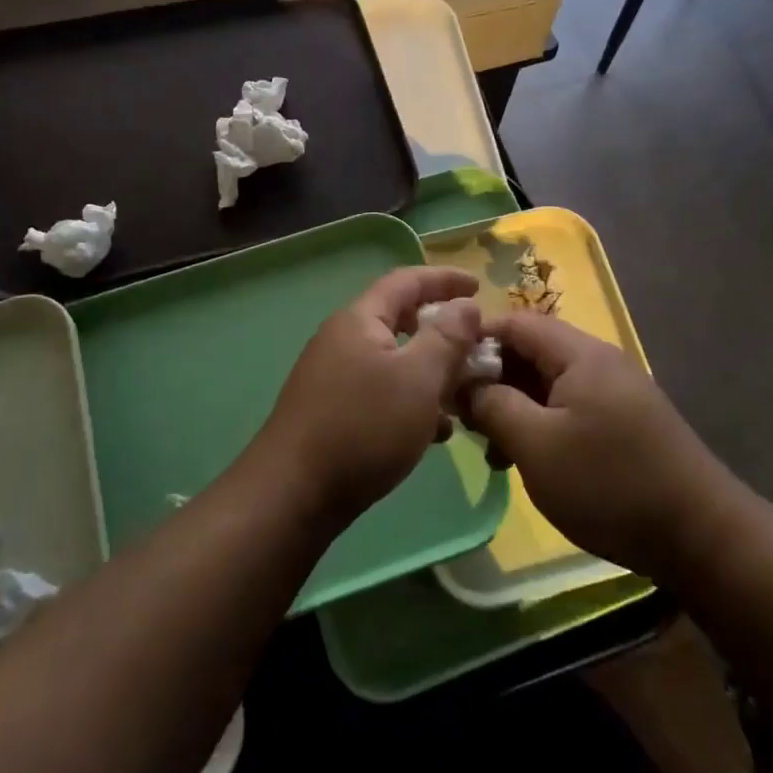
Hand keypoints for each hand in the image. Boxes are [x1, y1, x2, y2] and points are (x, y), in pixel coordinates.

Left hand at [256, 267, 483, 518]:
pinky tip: (435, 431)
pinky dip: (411, 400)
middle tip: (476, 344)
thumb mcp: (419, 378)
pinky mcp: (333, 411)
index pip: (405, 281)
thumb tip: (466, 304)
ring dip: (430, 370)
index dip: (444, 279)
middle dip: (441, 330)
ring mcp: (334, 377)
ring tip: (464, 392)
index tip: (478, 286)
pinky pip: (382, 392)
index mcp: (360, 320)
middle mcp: (343, 340)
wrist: (294, 494)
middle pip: (399, 319)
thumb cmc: (364, 427)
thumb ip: (447, 337)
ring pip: (394, 361)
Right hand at [465, 313, 731, 578]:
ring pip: (546, 385)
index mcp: (579, 354)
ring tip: (488, 447)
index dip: (474, 341)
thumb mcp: (537, 445)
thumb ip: (493, 405)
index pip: (514, 322)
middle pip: (530, 352)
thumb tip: (466, 382)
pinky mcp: (622, 423)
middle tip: (460, 417)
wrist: (701, 536)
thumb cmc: (610, 484)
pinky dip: (539, 425)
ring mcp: (613, 393)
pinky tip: (523, 460)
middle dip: (491, 379)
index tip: (442, 374)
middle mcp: (598, 363)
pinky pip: (568, 409)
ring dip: (513, 407)